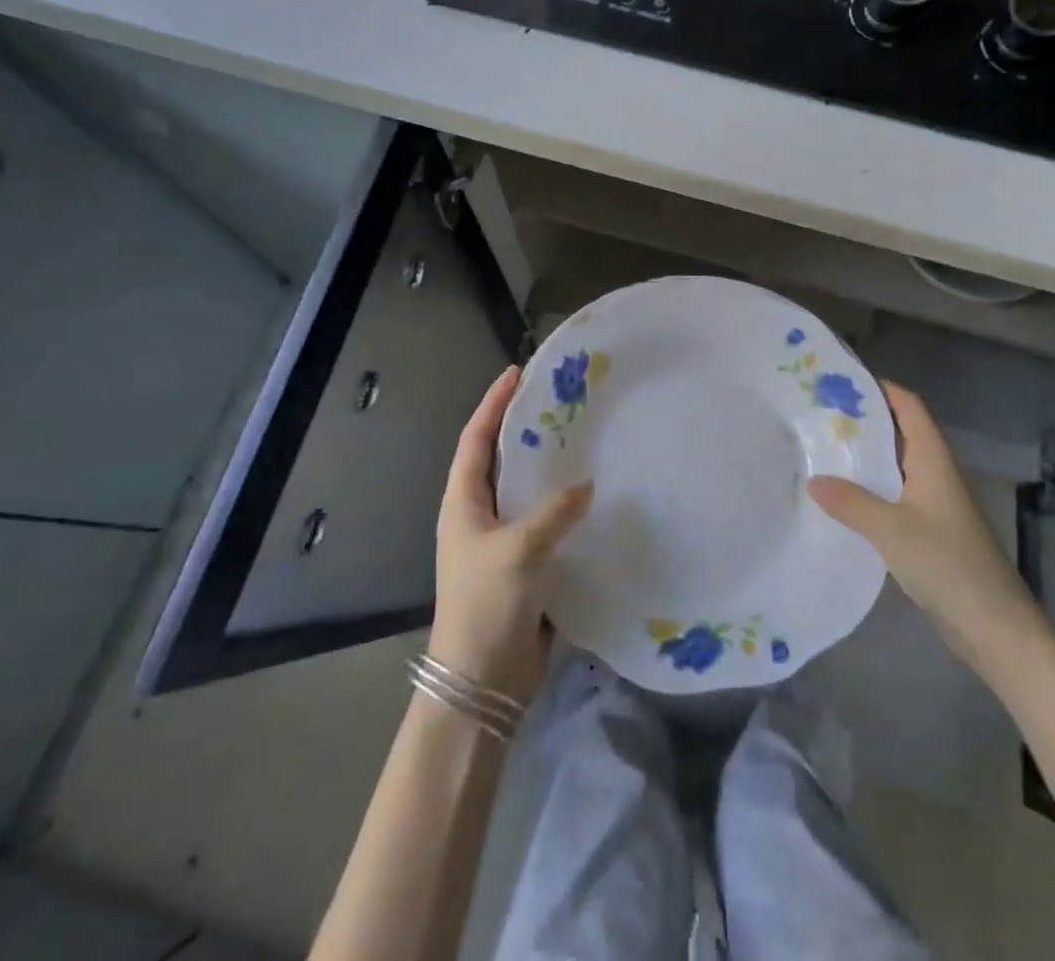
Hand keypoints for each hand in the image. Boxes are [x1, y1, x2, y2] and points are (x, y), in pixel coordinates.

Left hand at [428, 366, 593, 704]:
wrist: (481, 681)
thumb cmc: (486, 607)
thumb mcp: (518, 552)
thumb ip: (553, 513)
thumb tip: (586, 485)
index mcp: (463, 503)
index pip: (476, 440)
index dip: (493, 404)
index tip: (516, 373)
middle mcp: (478, 515)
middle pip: (499, 459)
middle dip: (522, 427)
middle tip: (557, 399)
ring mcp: (500, 540)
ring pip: (524, 489)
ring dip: (546, 464)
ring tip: (579, 437)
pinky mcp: (524, 564)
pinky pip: (545, 520)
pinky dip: (563, 503)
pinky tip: (591, 494)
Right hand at [808, 381, 1038, 672]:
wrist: (995, 626)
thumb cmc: (948, 564)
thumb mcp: (891, 529)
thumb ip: (850, 502)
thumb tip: (813, 479)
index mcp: (933, 460)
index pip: (909, 406)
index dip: (881, 388)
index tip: (841, 381)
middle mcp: (935, 473)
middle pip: (900, 432)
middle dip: (864, 421)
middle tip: (819, 415)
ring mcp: (934, 504)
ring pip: (895, 466)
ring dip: (864, 457)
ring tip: (822, 450)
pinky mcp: (929, 531)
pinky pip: (894, 496)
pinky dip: (869, 490)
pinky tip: (842, 500)